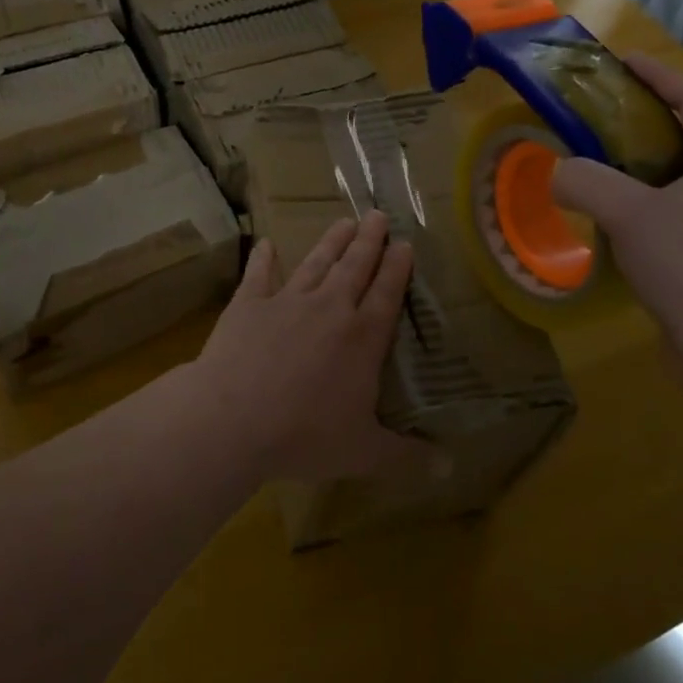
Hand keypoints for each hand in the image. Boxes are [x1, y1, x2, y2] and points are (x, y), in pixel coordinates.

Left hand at [192, 212, 439, 482]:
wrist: (234, 419)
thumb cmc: (305, 436)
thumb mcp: (365, 453)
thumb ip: (406, 456)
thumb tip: (449, 467)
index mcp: (362, 338)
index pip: (387, 293)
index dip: (397, 267)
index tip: (405, 243)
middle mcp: (329, 309)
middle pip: (355, 266)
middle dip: (370, 240)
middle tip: (378, 215)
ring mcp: (287, 301)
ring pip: (316, 263)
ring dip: (331, 241)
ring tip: (344, 221)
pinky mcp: (249, 305)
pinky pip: (259, 275)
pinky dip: (263, 259)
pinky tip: (267, 243)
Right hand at [552, 53, 682, 350]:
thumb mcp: (627, 212)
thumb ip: (584, 180)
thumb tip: (559, 174)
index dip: (660, 77)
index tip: (623, 63)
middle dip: (649, 121)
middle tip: (602, 117)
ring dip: (647, 166)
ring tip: (602, 165)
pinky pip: (682, 214)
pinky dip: (649, 204)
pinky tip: (617, 222)